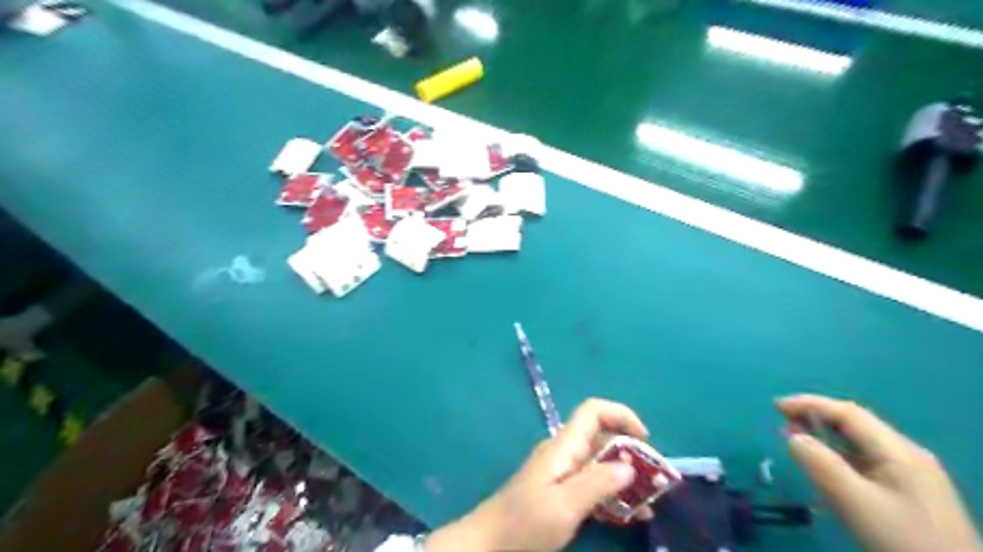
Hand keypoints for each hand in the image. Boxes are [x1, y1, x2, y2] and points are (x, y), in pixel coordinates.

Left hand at [426, 399, 650, 549]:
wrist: (490, 541)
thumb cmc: (526, 521)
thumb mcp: (565, 505)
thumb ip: (597, 483)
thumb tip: (630, 466)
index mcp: (564, 446)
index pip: (593, 411)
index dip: (621, 415)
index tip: (645, 440)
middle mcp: (564, 451)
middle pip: (602, 437)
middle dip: (631, 453)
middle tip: (655, 482)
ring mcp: (562, 470)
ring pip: (600, 461)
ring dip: (625, 477)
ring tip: (648, 504)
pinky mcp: (561, 489)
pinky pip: (592, 481)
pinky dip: (612, 492)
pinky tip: (629, 514)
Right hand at [780, 394, 978, 551]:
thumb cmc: (902, 540)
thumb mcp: (854, 502)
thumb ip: (820, 464)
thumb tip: (794, 437)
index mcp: (899, 451)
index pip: (848, 413)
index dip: (809, 404)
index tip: (775, 406)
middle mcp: (908, 455)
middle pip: (856, 425)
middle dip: (816, 417)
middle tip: (782, 422)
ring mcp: (913, 475)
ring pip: (861, 444)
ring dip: (826, 436)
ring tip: (797, 439)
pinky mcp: (911, 494)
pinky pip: (867, 462)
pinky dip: (839, 455)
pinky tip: (827, 465)